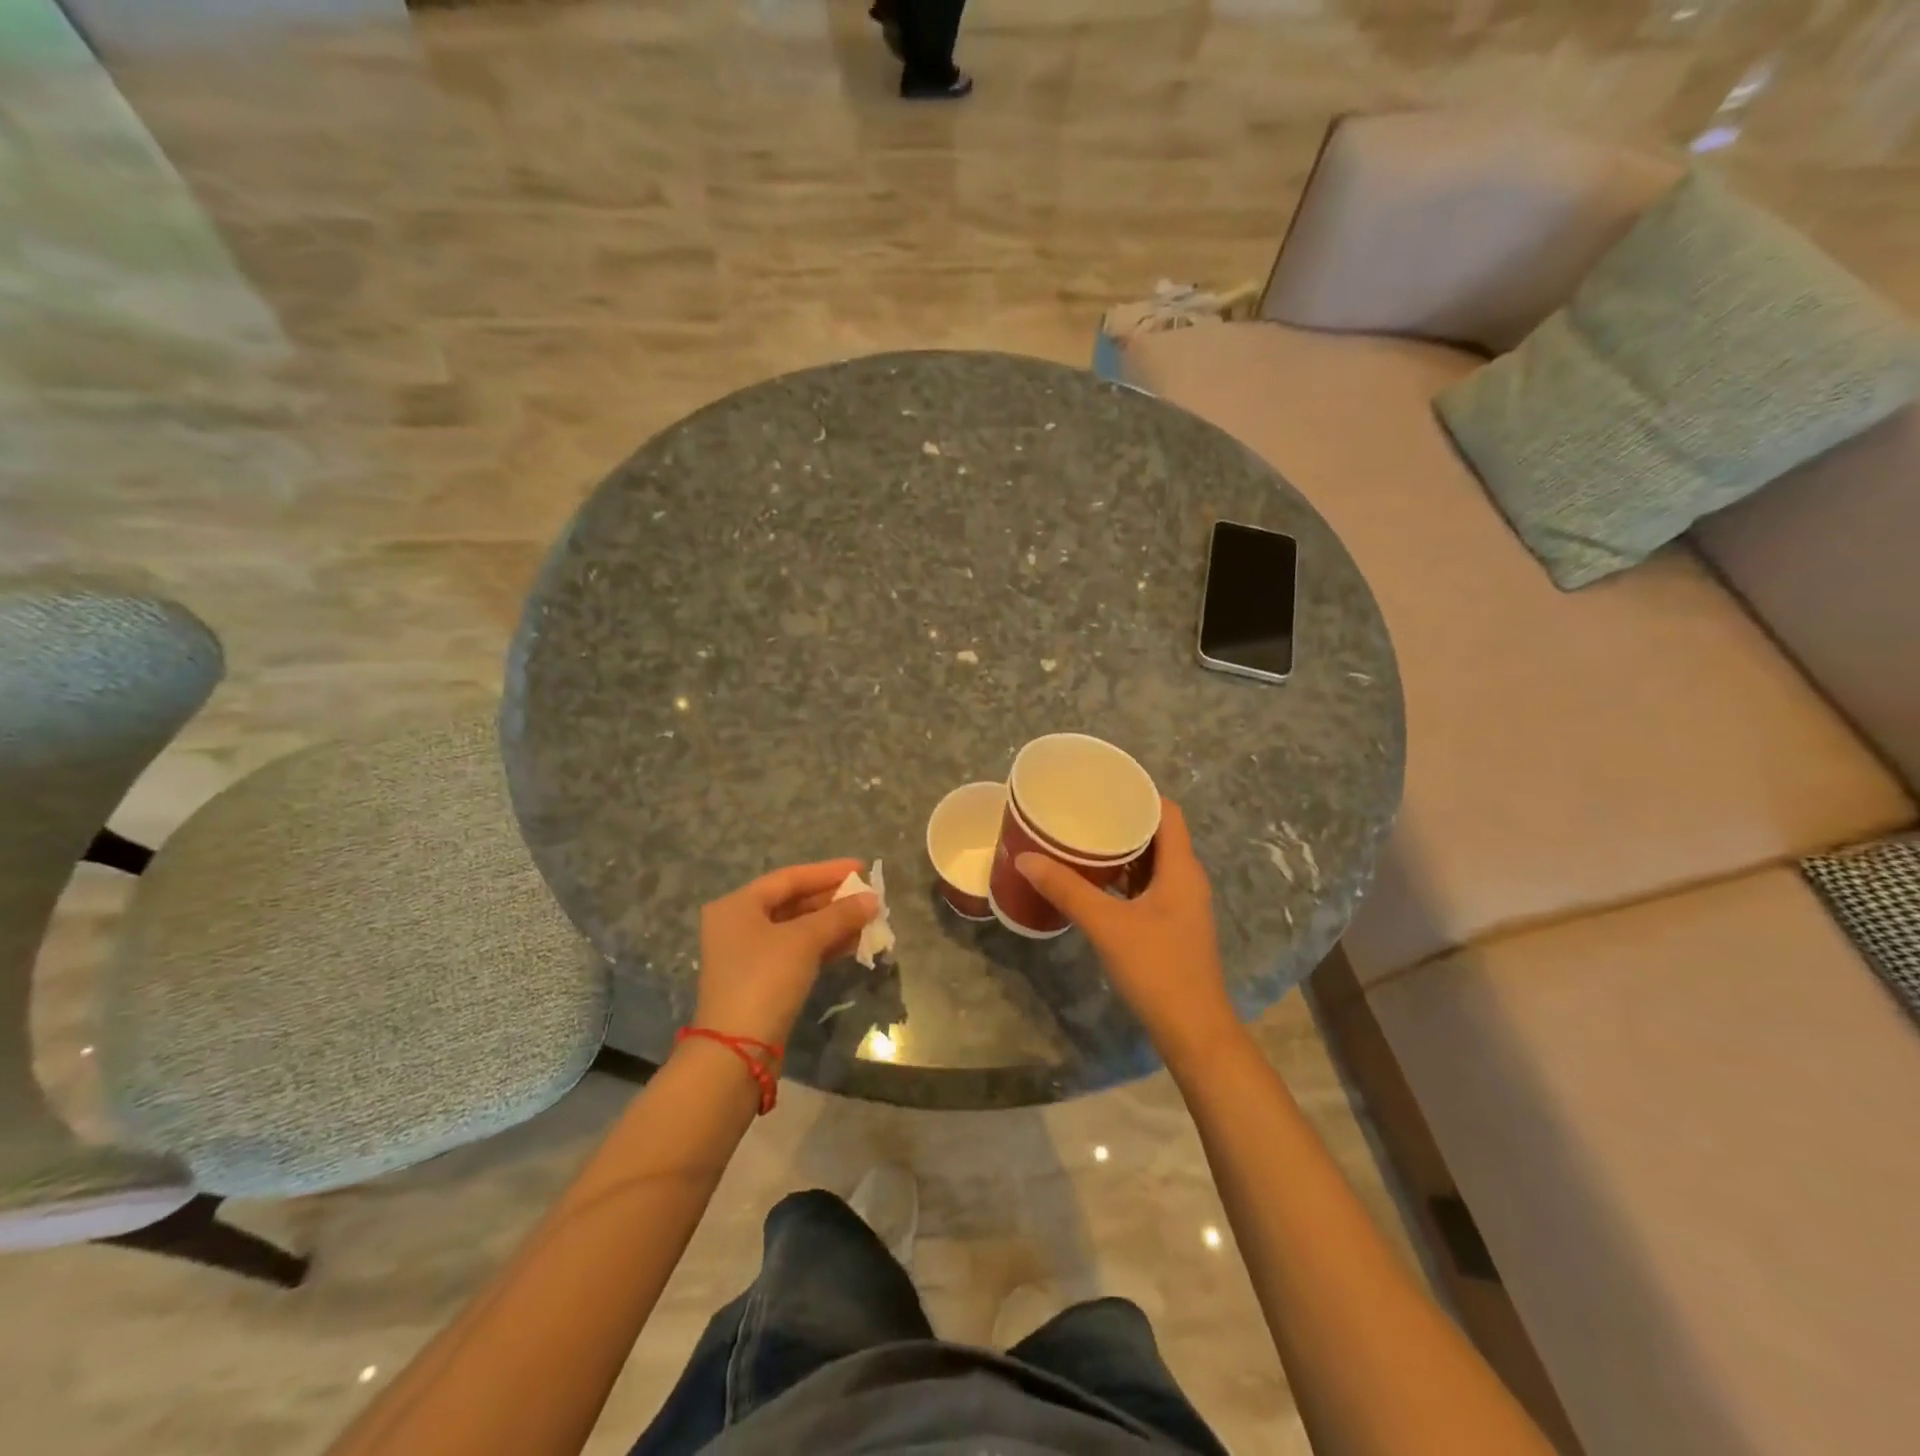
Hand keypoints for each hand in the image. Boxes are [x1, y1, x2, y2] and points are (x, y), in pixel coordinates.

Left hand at [692, 860, 877, 1049]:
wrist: (738, 1051)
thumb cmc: (765, 979)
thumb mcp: (805, 940)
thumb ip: (840, 915)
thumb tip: (873, 899)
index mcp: (737, 905)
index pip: (790, 878)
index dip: (828, 872)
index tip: (862, 868)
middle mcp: (738, 925)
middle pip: (793, 902)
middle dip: (833, 900)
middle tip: (868, 896)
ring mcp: (748, 955)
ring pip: (798, 929)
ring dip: (833, 924)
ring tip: (868, 919)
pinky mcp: (761, 981)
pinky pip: (797, 951)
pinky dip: (823, 945)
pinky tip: (852, 944)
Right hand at [1016, 799, 1237, 1064]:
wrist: (1193, 1031)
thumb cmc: (1157, 969)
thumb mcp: (1107, 925)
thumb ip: (1066, 890)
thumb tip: (1025, 858)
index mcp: (1181, 868)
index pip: (1167, 812)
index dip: (1139, 793)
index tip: (1102, 785)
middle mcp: (1186, 879)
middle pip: (1157, 835)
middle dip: (1122, 820)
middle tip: (1081, 810)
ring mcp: (1180, 904)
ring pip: (1151, 863)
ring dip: (1121, 850)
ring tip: (1081, 839)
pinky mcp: (1171, 926)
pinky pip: (1146, 886)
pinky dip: (1122, 877)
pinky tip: (1093, 881)